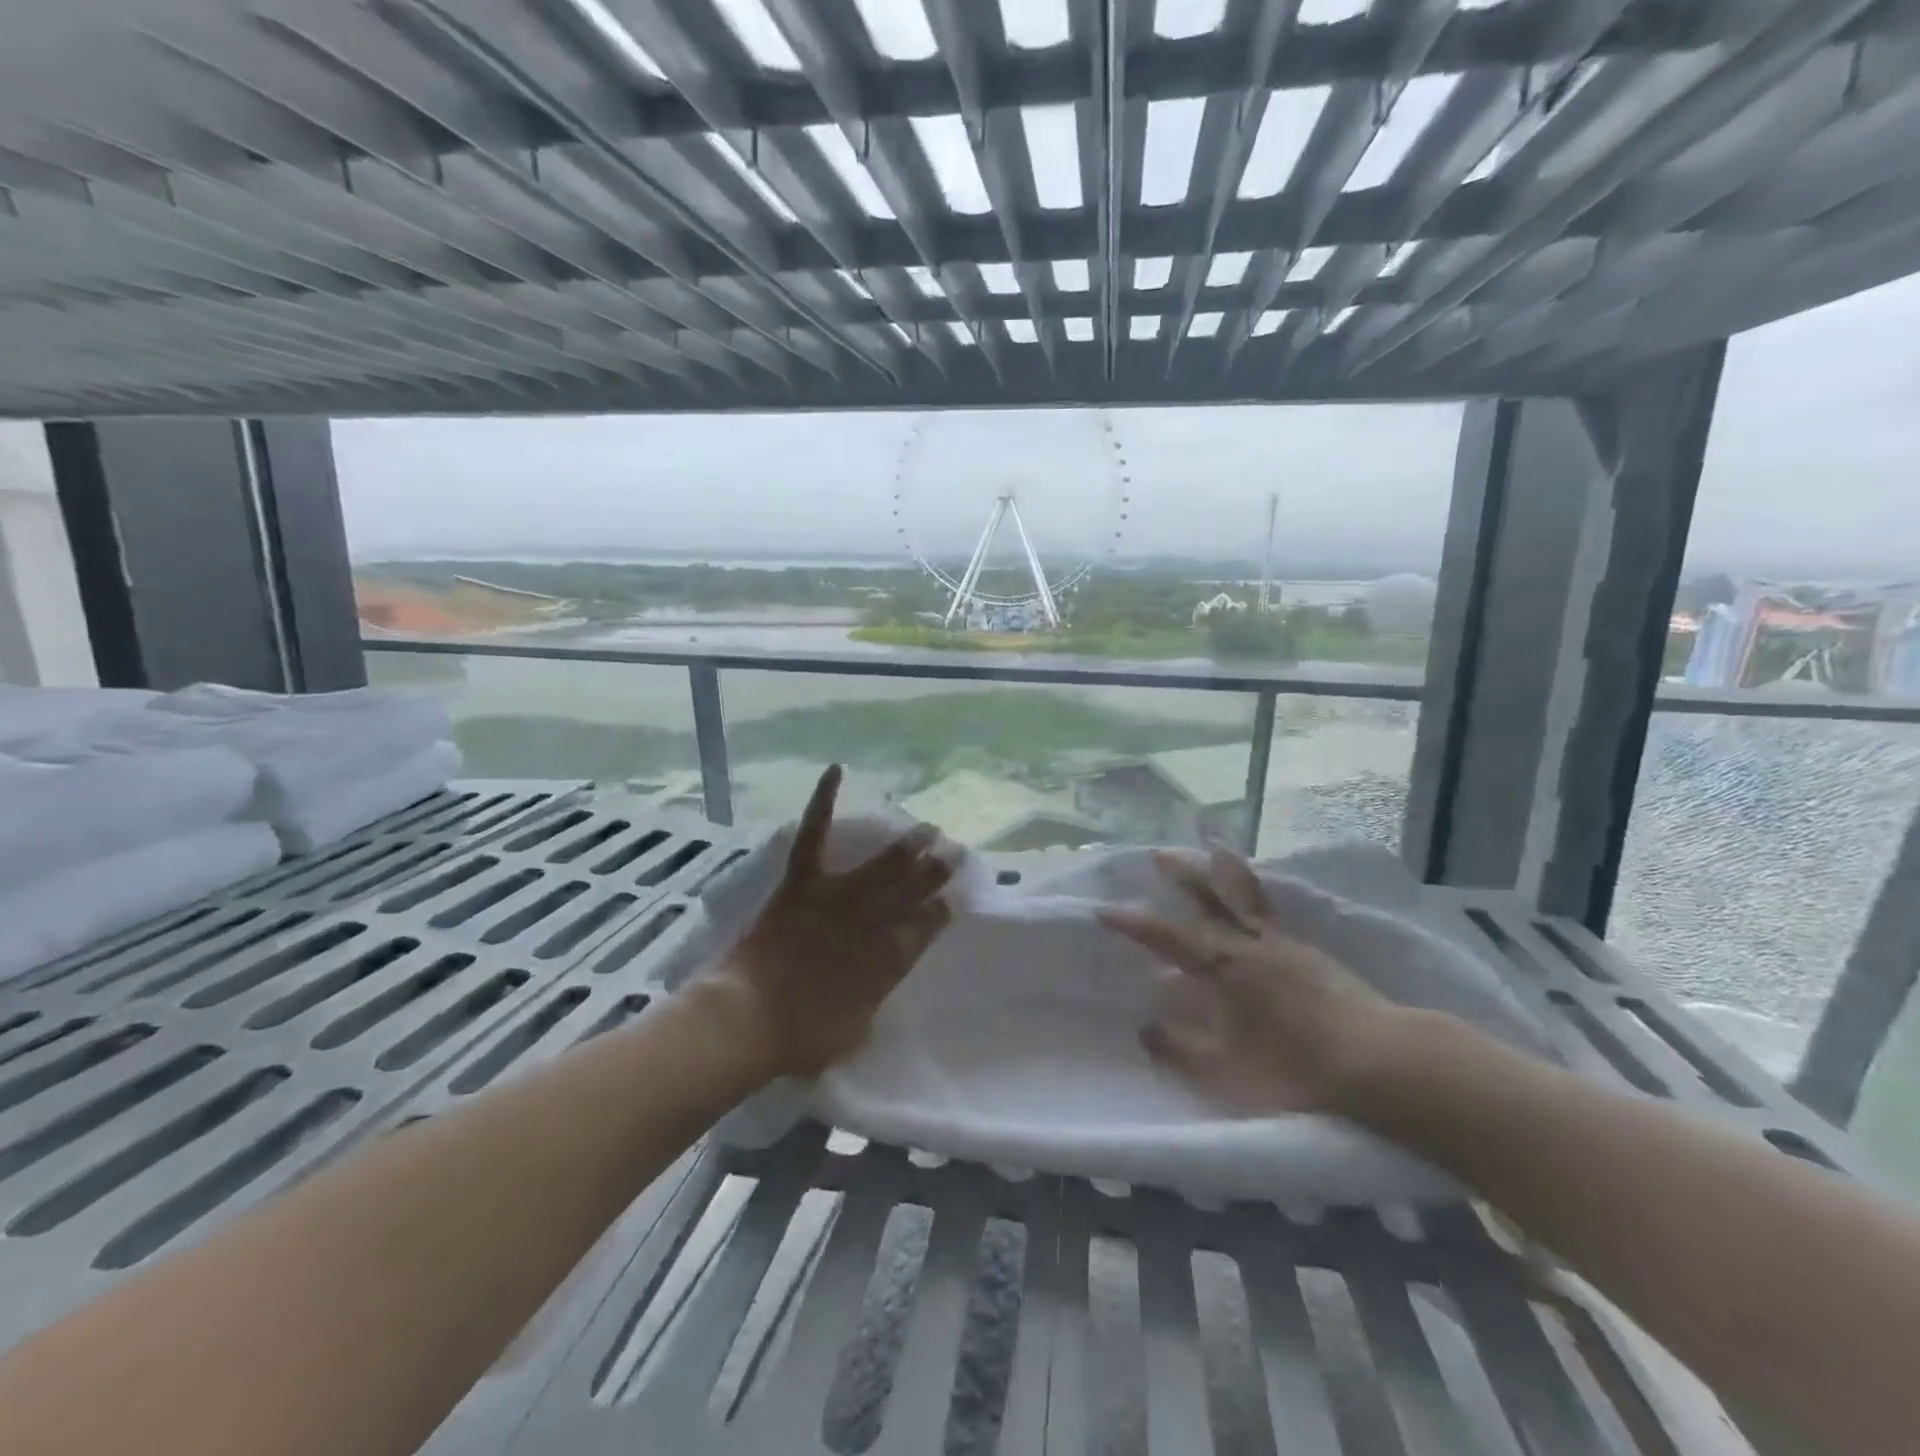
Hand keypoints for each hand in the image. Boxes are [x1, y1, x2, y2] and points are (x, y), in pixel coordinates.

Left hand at [701, 765, 953, 1079]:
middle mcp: (870, 924)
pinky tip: (836, 771)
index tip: (951, 901)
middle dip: (936, 873)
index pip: (924, 930)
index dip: (939, 913)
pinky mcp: (801, 883)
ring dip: (907, 847)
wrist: (747, 1019)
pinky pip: (815, 837)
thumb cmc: (799, 1038)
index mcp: (886, 962)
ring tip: (929, 828)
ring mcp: (836, 899)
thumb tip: (872, 993)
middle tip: (956, 853)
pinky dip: (824, 802)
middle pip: (911, 893)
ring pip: (881, 866)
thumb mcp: (852, 1034)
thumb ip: (869, 1006)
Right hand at [1098, 848, 1398, 1115]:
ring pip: (1246, 896)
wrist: (1377, 1061)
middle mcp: (1250, 945)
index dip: (1134, 924)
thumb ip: (1180, 1048)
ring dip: (1224, 872)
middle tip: (1158, 853)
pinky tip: (1257, 896)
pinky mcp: (1312, 952)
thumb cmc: (1294, 1069)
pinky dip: (1260, 893)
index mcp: (1223, 968)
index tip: (1104, 910)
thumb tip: (1144, 1026)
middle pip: (1209, 899)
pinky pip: (1274, 910)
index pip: (1167, 937)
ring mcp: (1285, 944)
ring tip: (1215, 849)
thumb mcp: (1226, 1071)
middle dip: (1181, 875)